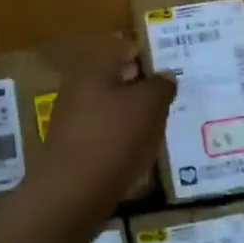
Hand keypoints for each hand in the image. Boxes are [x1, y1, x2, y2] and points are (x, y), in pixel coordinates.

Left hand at [26, 40, 173, 222]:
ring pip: (112, 107)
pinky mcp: (74, 146)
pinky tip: (139, 153)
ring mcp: (73, 117)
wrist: (71, 195)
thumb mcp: (149, 105)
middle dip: (144, 88)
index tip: (172, 72)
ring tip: (160, 129)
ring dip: (135, 115)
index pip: (125, 47)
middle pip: (118, 78)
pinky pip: (105, 133)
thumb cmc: (113, 138)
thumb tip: (165, 77)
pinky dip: (122, 138)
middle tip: (171, 101)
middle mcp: (78, 86)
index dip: (150, 57)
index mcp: (93, 66)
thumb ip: (161, 85)